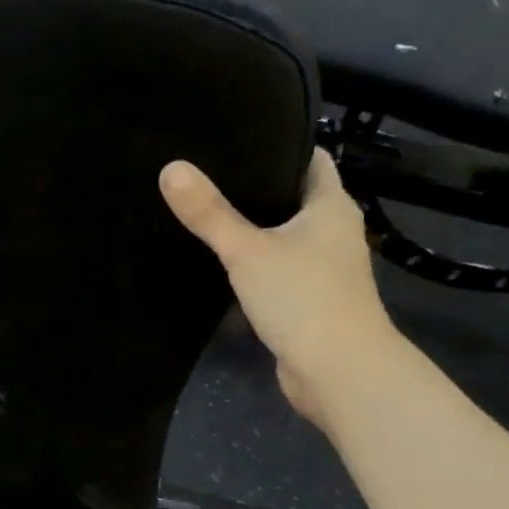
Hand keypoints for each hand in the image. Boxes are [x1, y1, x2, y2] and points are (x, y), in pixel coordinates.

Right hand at [160, 150, 401, 426]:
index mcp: (331, 207)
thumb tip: (170, 168)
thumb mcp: (246, 250)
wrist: (338, 371)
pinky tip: (217, 261)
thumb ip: (209, 213)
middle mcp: (332, 232)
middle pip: (292, 197)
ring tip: (203, 212)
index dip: (278, 144)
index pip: (310, 159)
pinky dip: (252, 263)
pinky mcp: (307, 299)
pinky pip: (276, 269)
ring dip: (251, 228)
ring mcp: (322, 268)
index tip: (235, 137)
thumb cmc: (302, 298)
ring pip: (282, 236)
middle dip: (255, 187)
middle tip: (205, 173)